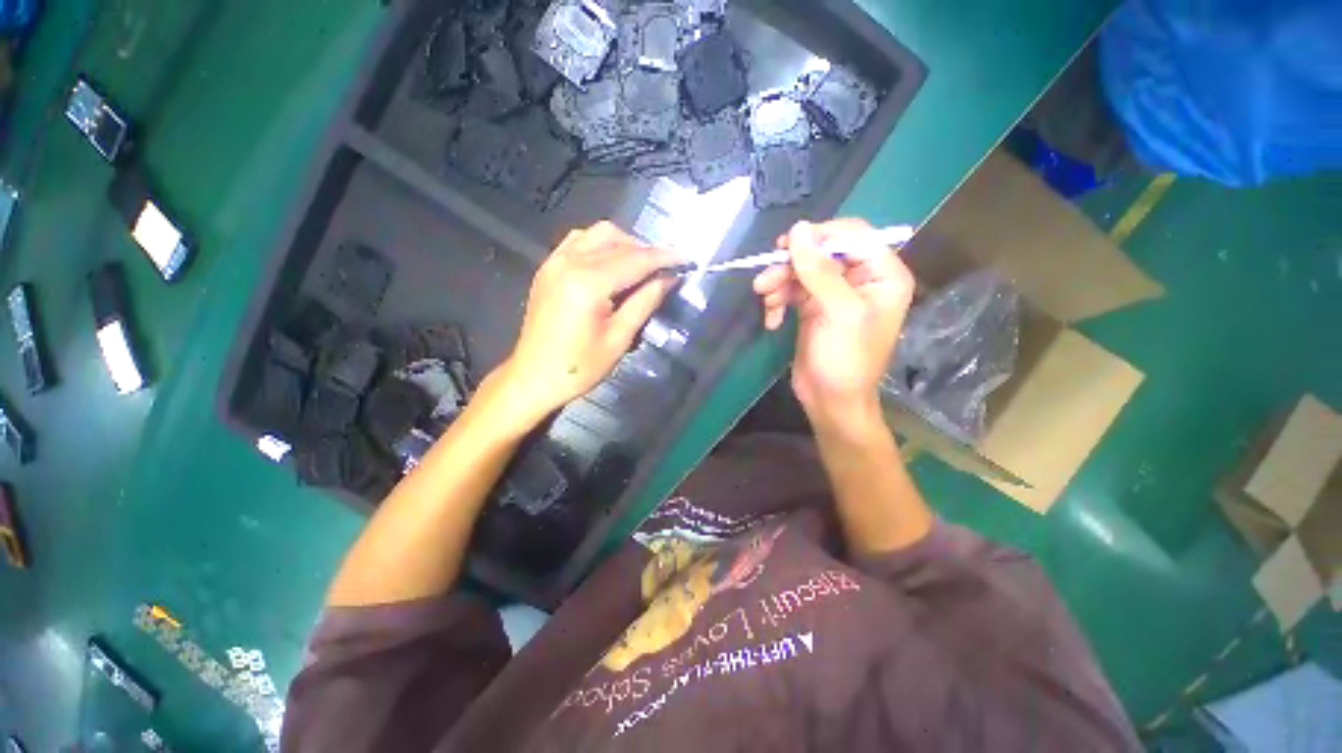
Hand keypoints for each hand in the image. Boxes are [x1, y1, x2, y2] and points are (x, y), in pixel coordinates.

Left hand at [496, 221, 678, 423]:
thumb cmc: (579, 367)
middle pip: (618, 241)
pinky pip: (579, 240)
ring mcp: (555, 261)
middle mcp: (569, 262)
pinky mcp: (547, 267)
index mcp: (588, 283)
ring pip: (598, 234)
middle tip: (666, 269)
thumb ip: (644, 303)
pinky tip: (611, 263)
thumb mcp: (619, 339)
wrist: (533, 377)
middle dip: (647, 251)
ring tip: (642, 266)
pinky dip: (601, 244)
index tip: (687, 258)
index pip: (635, 260)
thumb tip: (668, 279)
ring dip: (625, 243)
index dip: (664, 257)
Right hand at [752, 219, 914, 429]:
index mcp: (882, 274)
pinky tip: (771, 320)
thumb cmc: (845, 360)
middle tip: (764, 279)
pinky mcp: (814, 308)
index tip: (788, 247)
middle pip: (821, 252)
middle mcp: (861, 279)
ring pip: (802, 271)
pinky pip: (793, 291)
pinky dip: (778, 301)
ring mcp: (835, 294)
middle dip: (791, 265)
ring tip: (764, 299)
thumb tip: (798, 229)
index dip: (819, 236)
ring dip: (779, 283)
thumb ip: (818, 270)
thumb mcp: (837, 312)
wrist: (830, 402)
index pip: (852, 235)